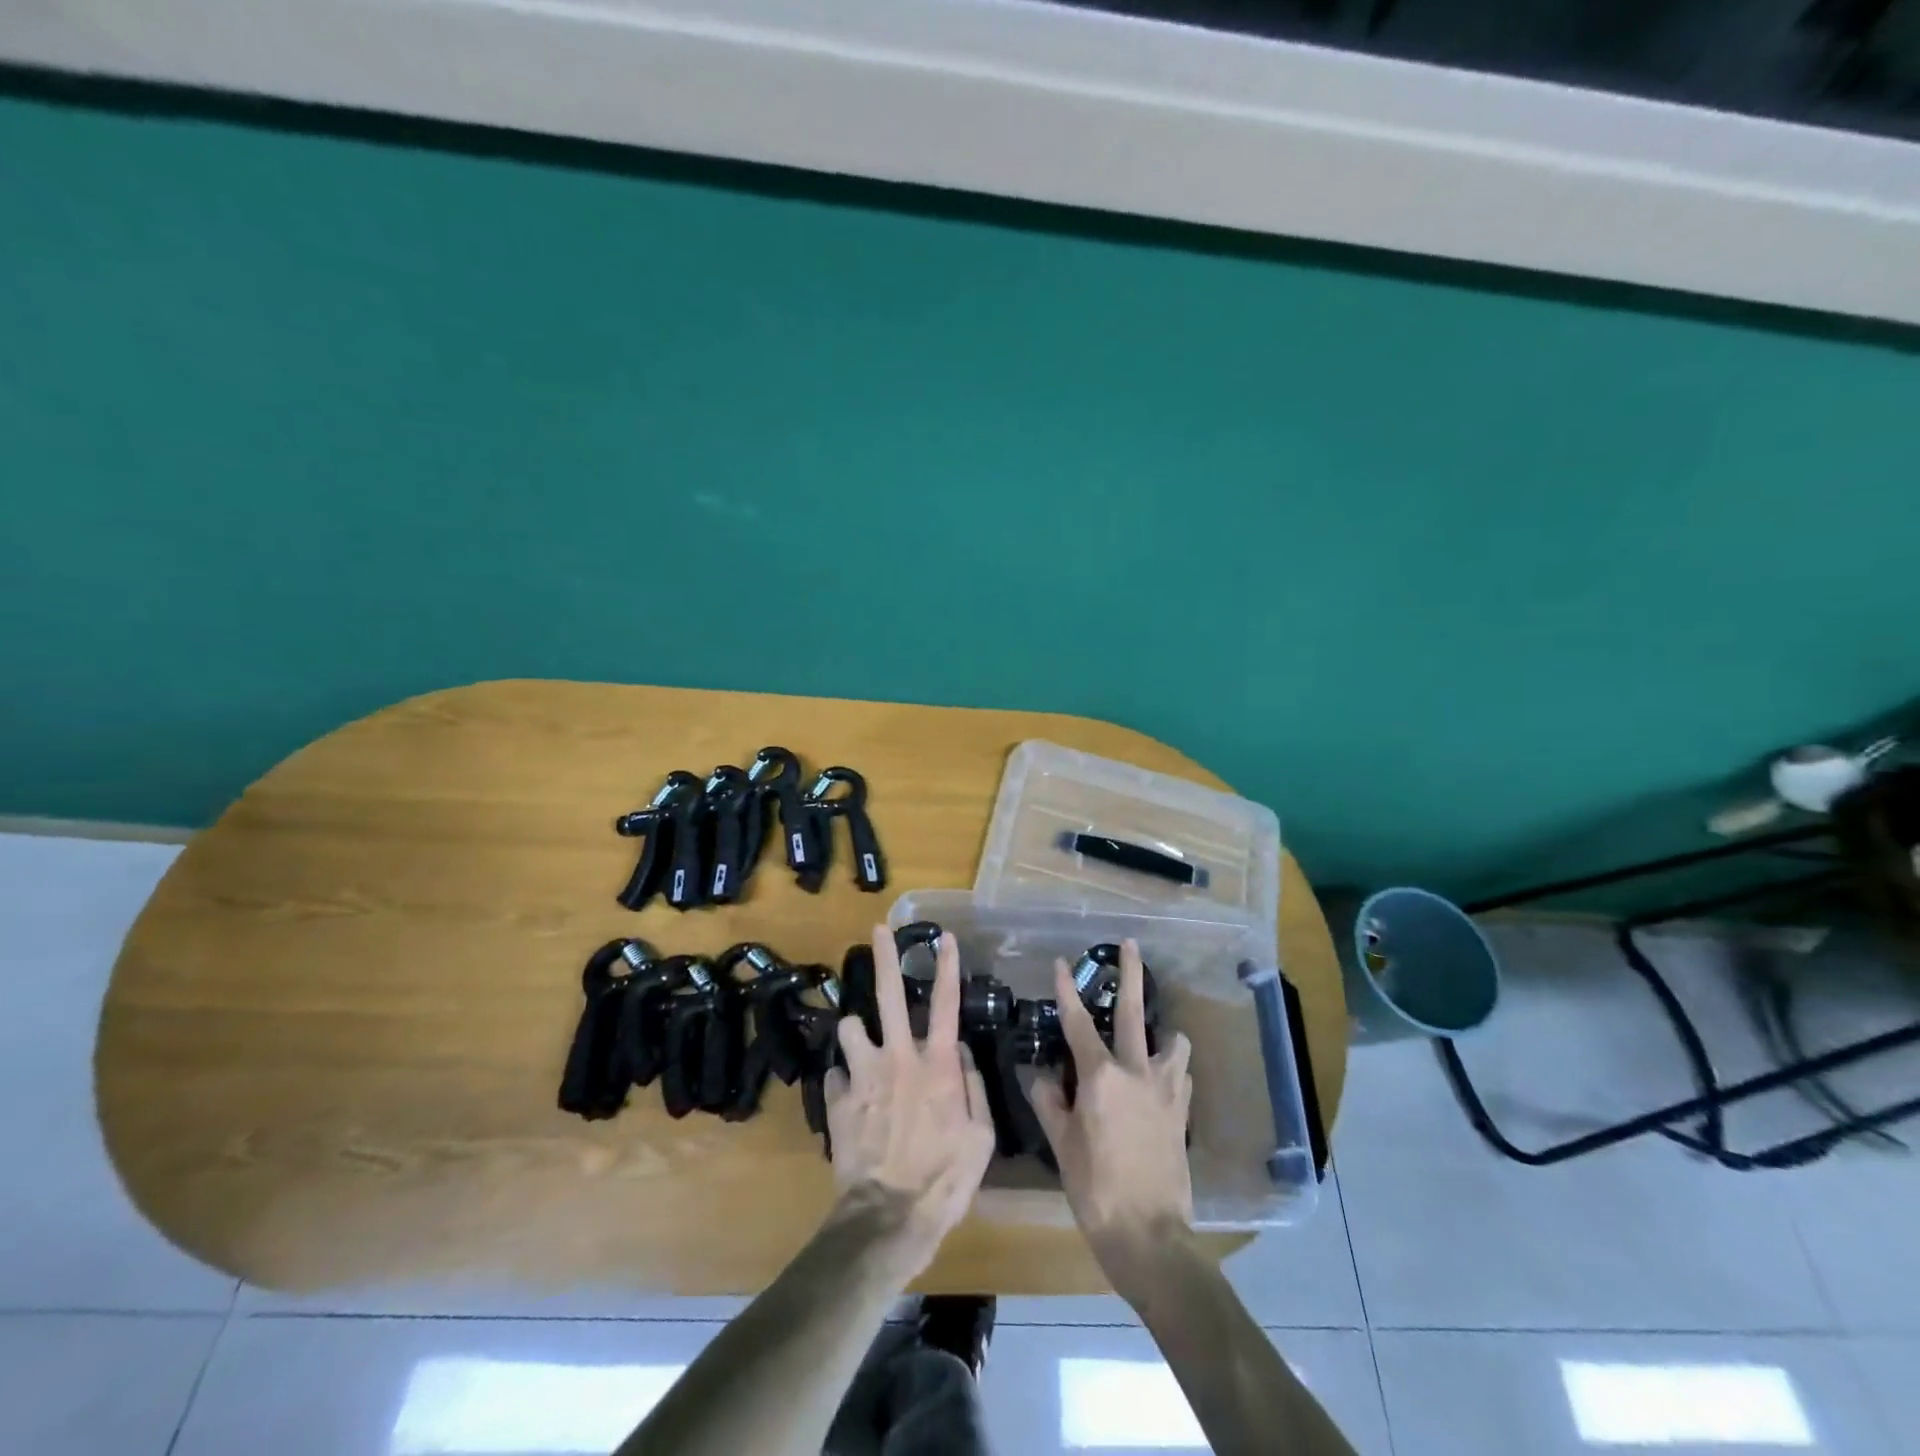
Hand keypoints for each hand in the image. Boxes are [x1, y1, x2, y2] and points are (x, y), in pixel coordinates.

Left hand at [823, 926, 995, 1276]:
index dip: (948, 966)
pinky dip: (846, 1080)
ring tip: (862, 1043)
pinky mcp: (838, 1099)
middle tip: (878, 929)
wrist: (887, 1219)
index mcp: (937, 1065)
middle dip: (885, 957)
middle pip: (890, 995)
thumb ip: (972, 1087)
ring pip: (851, 1027)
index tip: (945, 936)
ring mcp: (863, 1075)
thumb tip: (960, 1051)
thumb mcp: (980, 1138)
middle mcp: (898, 1057)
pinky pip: (838, 1074)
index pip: (946, 1003)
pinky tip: (852, 1099)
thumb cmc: (944, 1180)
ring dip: (857, 1032)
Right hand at [1031, 939, 1193, 1301]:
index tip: (1060, 963)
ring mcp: (1166, 1090)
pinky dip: (1173, 1067)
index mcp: (1101, 1077)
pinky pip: (1182, 1074)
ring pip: (1172, 1042)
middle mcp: (1136, 1071)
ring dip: (1162, 1031)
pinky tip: (1163, 1077)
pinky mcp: (1183, 1111)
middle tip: (1131, 944)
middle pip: (1133, 1012)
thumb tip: (1038, 1074)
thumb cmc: (1095, 1188)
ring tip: (1154, 1035)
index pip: (1077, 1024)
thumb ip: (1050, 1102)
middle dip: (1131, 973)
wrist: (1149, 1234)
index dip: (1066, 991)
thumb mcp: (1062, 1145)